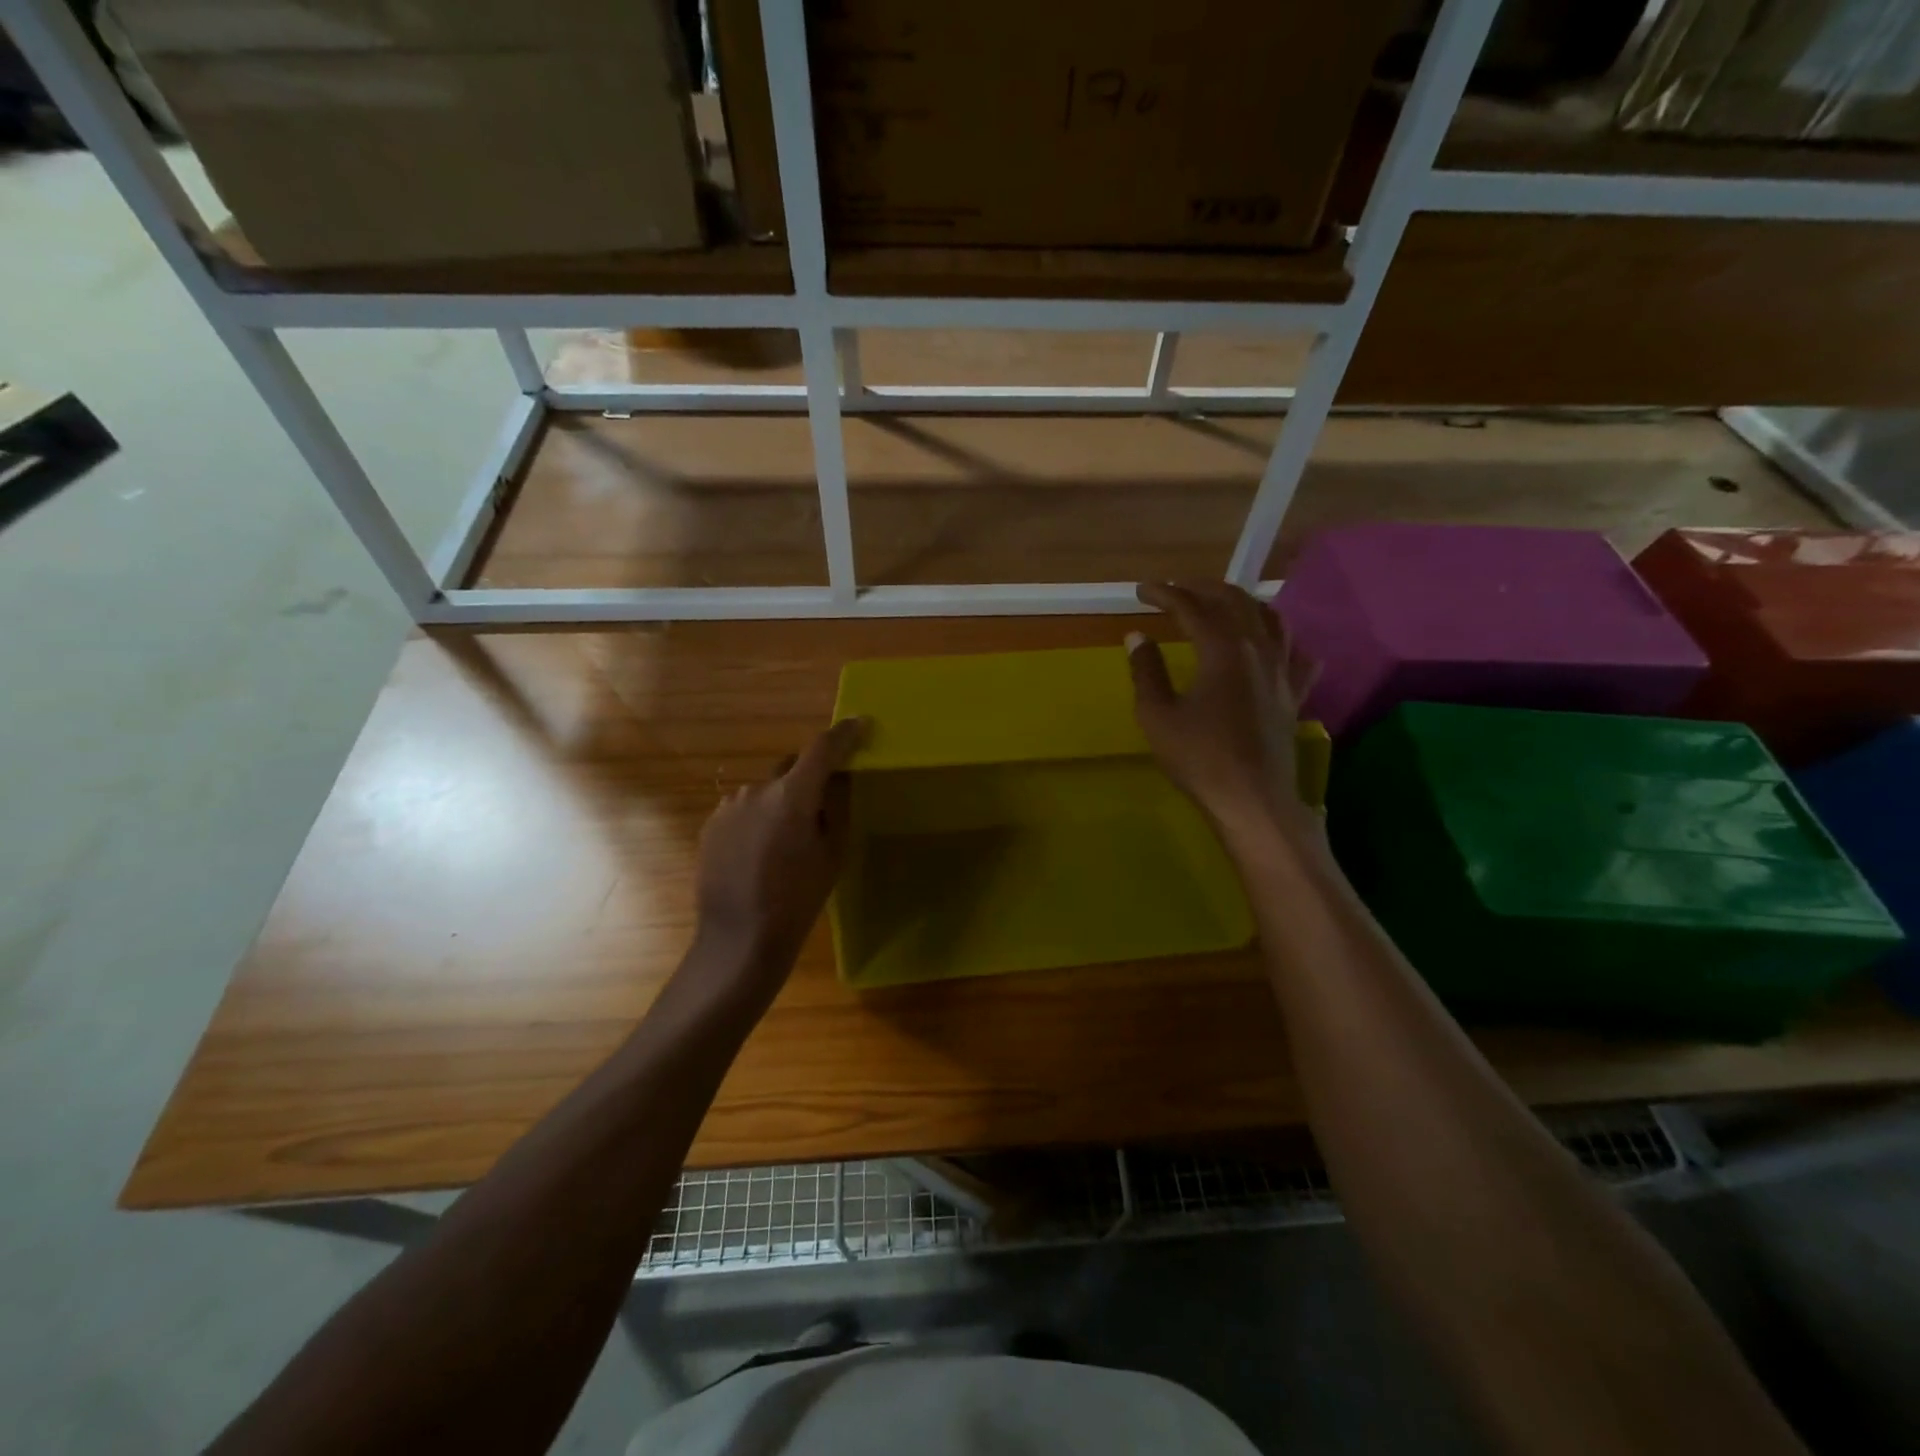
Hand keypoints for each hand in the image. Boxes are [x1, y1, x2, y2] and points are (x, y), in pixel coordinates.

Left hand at [691, 717, 867, 991]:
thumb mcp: (832, 854)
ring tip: (787, 841)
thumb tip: (835, 781)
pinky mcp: (711, 825)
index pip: (822, 749)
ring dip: (781, 802)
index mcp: (792, 796)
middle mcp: (756, 790)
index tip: (859, 724)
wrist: (739, 939)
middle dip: (809, 778)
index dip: (843, 734)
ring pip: (766, 792)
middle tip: (822, 807)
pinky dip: (758, 820)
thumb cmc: (797, 900)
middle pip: (791, 768)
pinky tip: (762, 853)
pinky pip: (744, 810)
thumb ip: (834, 809)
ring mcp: (728, 807)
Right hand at [1127, 580, 1319, 839]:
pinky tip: (1276, 646)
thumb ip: (1146, 671)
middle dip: (1203, 588)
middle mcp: (1258, 649)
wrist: (1252, 799)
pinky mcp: (1293, 696)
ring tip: (1223, 604)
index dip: (1165, 594)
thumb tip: (1137, 637)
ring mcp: (1282, 672)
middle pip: (1235, 602)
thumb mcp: (1157, 715)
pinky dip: (1283, 642)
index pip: (1192, 607)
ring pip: (1271, 619)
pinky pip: (1296, 656)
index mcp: (1223, 650)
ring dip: (1243, 603)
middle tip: (1177, 588)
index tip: (1142, 591)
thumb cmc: (1199, 758)